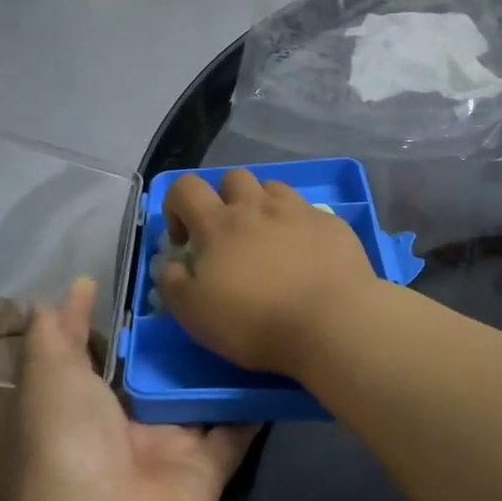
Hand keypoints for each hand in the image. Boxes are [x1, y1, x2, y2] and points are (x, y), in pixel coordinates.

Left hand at [16, 278, 253, 500]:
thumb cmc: (70, 441)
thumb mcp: (50, 377)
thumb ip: (58, 333)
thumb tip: (72, 286)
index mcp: (92, 401)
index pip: (119, 351)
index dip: (138, 317)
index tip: (169, 272)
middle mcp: (133, 421)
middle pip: (168, 371)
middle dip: (190, 336)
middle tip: (223, 285)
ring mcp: (174, 444)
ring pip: (206, 395)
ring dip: (227, 364)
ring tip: (257, 313)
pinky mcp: (210, 464)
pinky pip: (239, 427)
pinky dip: (259, 403)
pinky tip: (280, 364)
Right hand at [155, 170, 378, 377]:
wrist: (331, 322)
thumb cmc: (255, 322)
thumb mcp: (195, 314)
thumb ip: (173, 283)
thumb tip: (170, 264)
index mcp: (218, 224)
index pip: (185, 187)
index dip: (176, 206)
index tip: (184, 241)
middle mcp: (258, 206)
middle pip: (234, 178)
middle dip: (224, 199)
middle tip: (229, 237)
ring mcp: (299, 211)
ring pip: (273, 188)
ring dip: (262, 206)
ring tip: (267, 241)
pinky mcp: (331, 224)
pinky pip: (308, 212)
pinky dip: (298, 226)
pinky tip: (306, 255)